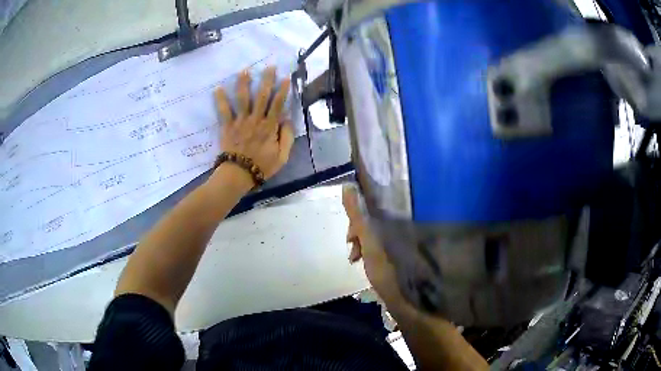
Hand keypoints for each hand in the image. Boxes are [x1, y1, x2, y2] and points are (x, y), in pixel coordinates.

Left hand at [215, 66, 294, 179]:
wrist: (238, 174)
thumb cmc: (262, 166)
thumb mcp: (282, 156)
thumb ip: (287, 137)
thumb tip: (287, 119)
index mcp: (269, 126)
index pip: (278, 104)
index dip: (282, 90)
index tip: (285, 77)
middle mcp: (255, 120)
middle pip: (261, 96)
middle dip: (266, 79)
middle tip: (268, 66)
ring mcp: (240, 122)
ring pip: (243, 99)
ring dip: (244, 83)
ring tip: (244, 70)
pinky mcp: (227, 126)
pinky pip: (224, 111)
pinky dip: (220, 99)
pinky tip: (218, 88)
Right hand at [343, 183, 406, 306]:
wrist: (404, 298)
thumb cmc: (386, 268)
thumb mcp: (369, 240)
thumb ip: (357, 215)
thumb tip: (347, 185)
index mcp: (393, 220)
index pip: (374, 200)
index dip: (358, 207)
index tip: (349, 226)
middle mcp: (397, 225)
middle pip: (371, 217)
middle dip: (357, 229)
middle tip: (351, 245)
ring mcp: (396, 239)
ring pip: (372, 231)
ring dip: (360, 241)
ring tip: (354, 258)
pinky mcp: (394, 251)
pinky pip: (375, 243)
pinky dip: (366, 249)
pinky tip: (360, 260)